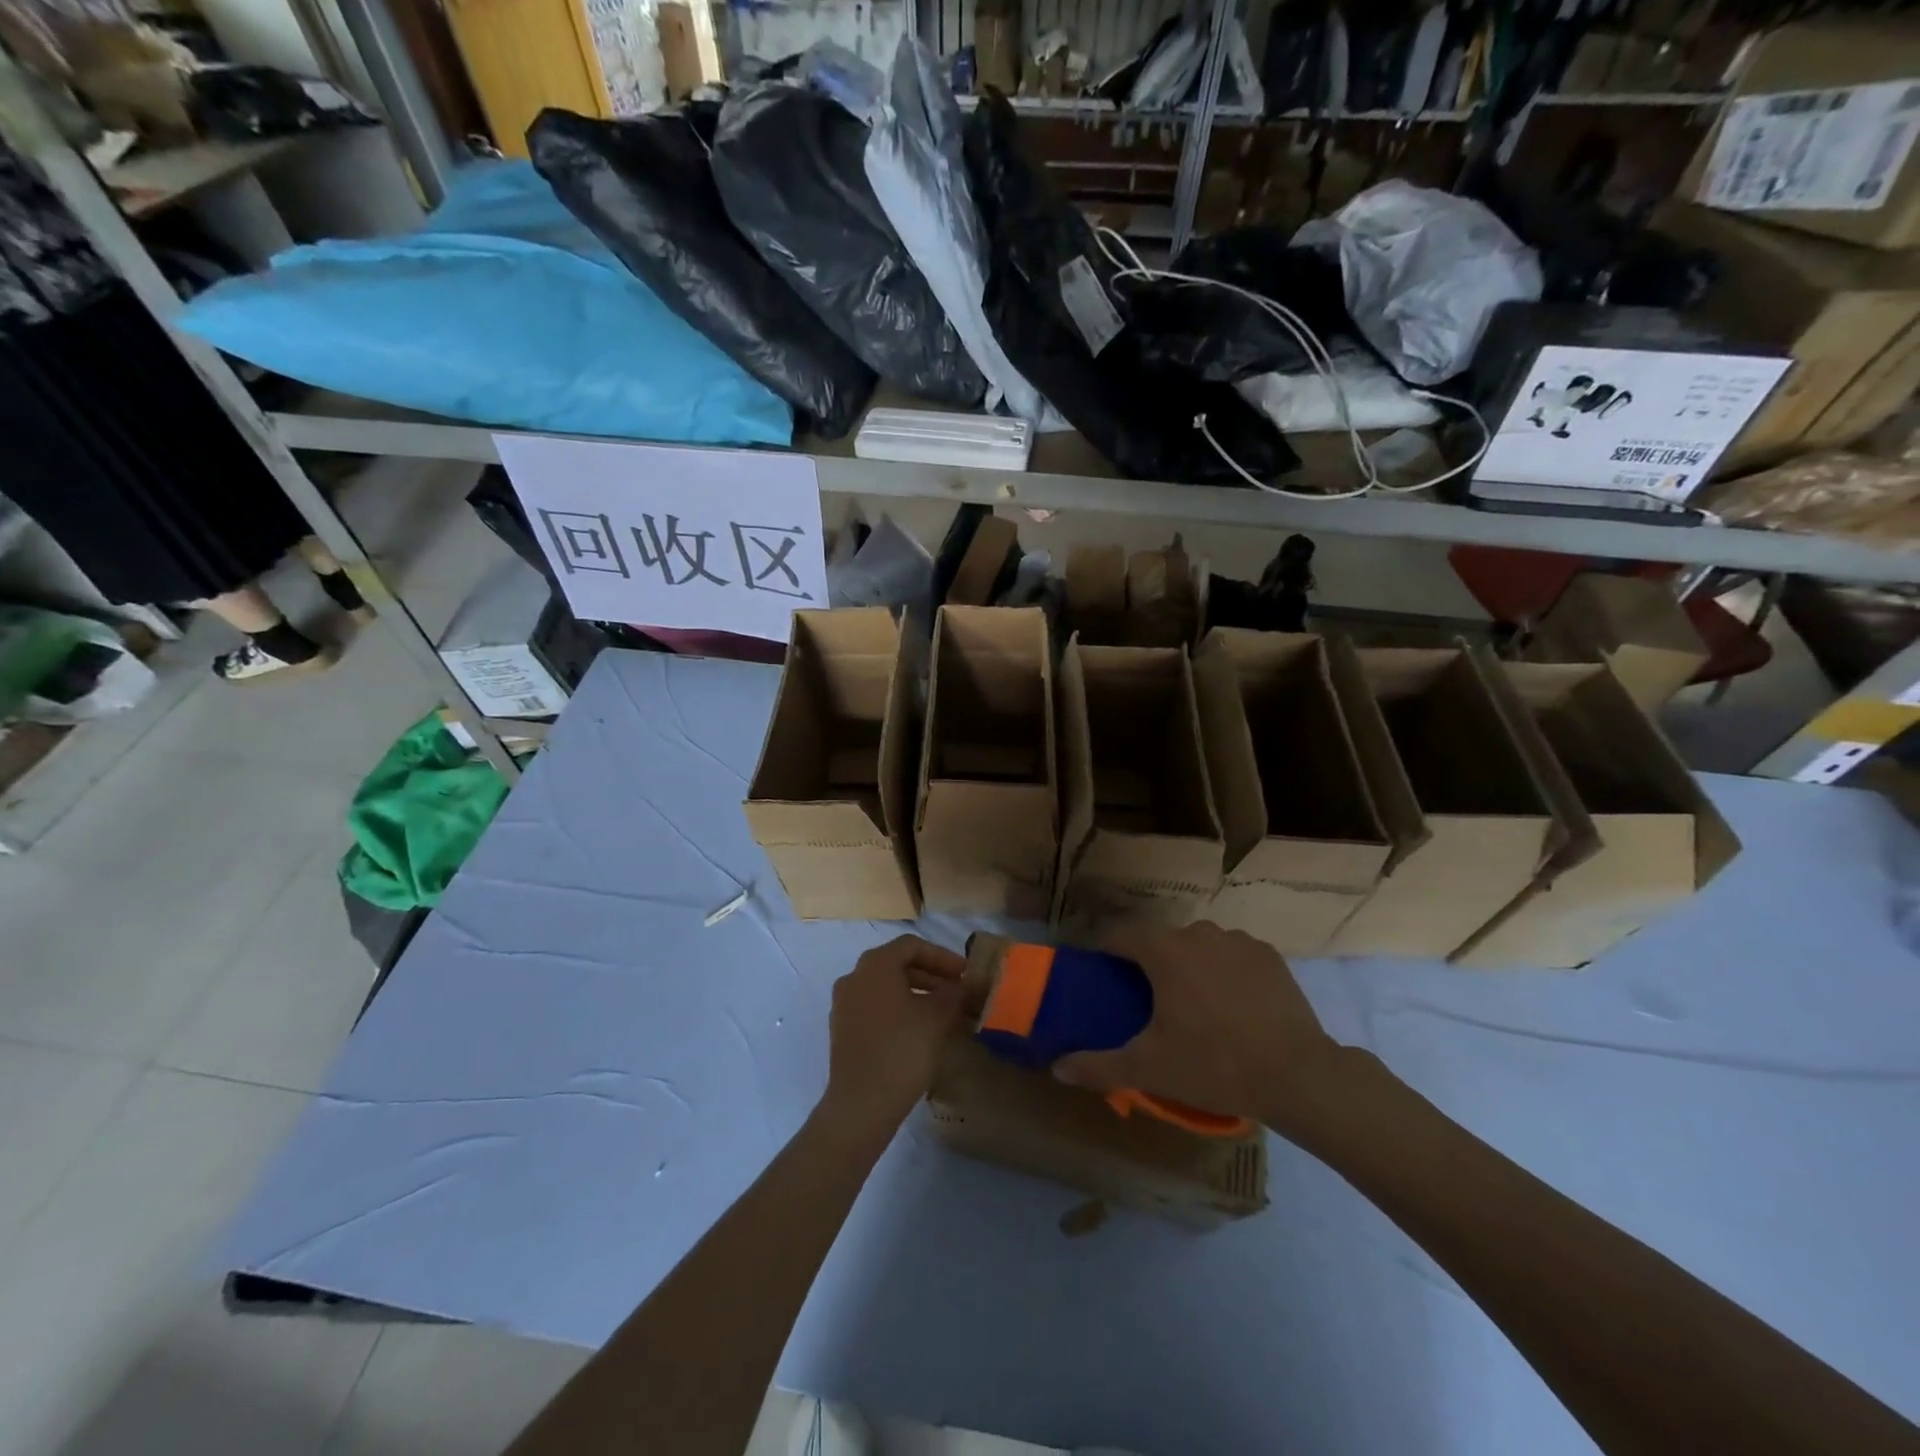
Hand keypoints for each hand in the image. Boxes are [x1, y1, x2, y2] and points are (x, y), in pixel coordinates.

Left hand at [819, 935, 967, 1139]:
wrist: (861, 1104)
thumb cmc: (902, 1051)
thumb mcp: (937, 1017)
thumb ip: (953, 993)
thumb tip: (963, 984)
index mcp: (874, 965)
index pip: (912, 946)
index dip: (942, 956)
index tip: (965, 973)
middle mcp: (854, 977)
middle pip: (897, 964)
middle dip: (930, 974)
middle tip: (957, 990)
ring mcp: (843, 1004)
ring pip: (885, 986)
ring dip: (916, 992)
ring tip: (942, 1011)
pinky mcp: (842, 1030)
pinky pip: (874, 1007)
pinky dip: (898, 1009)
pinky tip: (918, 1029)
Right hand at [1053, 921, 1343, 1137]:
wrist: (1297, 1075)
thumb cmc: (1214, 1064)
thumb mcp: (1148, 1068)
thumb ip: (1098, 1065)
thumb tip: (1057, 1068)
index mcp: (1163, 951)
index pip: (1121, 936)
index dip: (1107, 952)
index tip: (1103, 976)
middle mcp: (1198, 933)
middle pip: (1161, 941)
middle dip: (1150, 964)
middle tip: (1148, 1002)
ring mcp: (1238, 941)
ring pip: (1199, 946)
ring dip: (1189, 966)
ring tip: (1194, 1005)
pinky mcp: (1269, 955)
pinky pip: (1233, 955)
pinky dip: (1225, 971)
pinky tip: (1233, 1005)